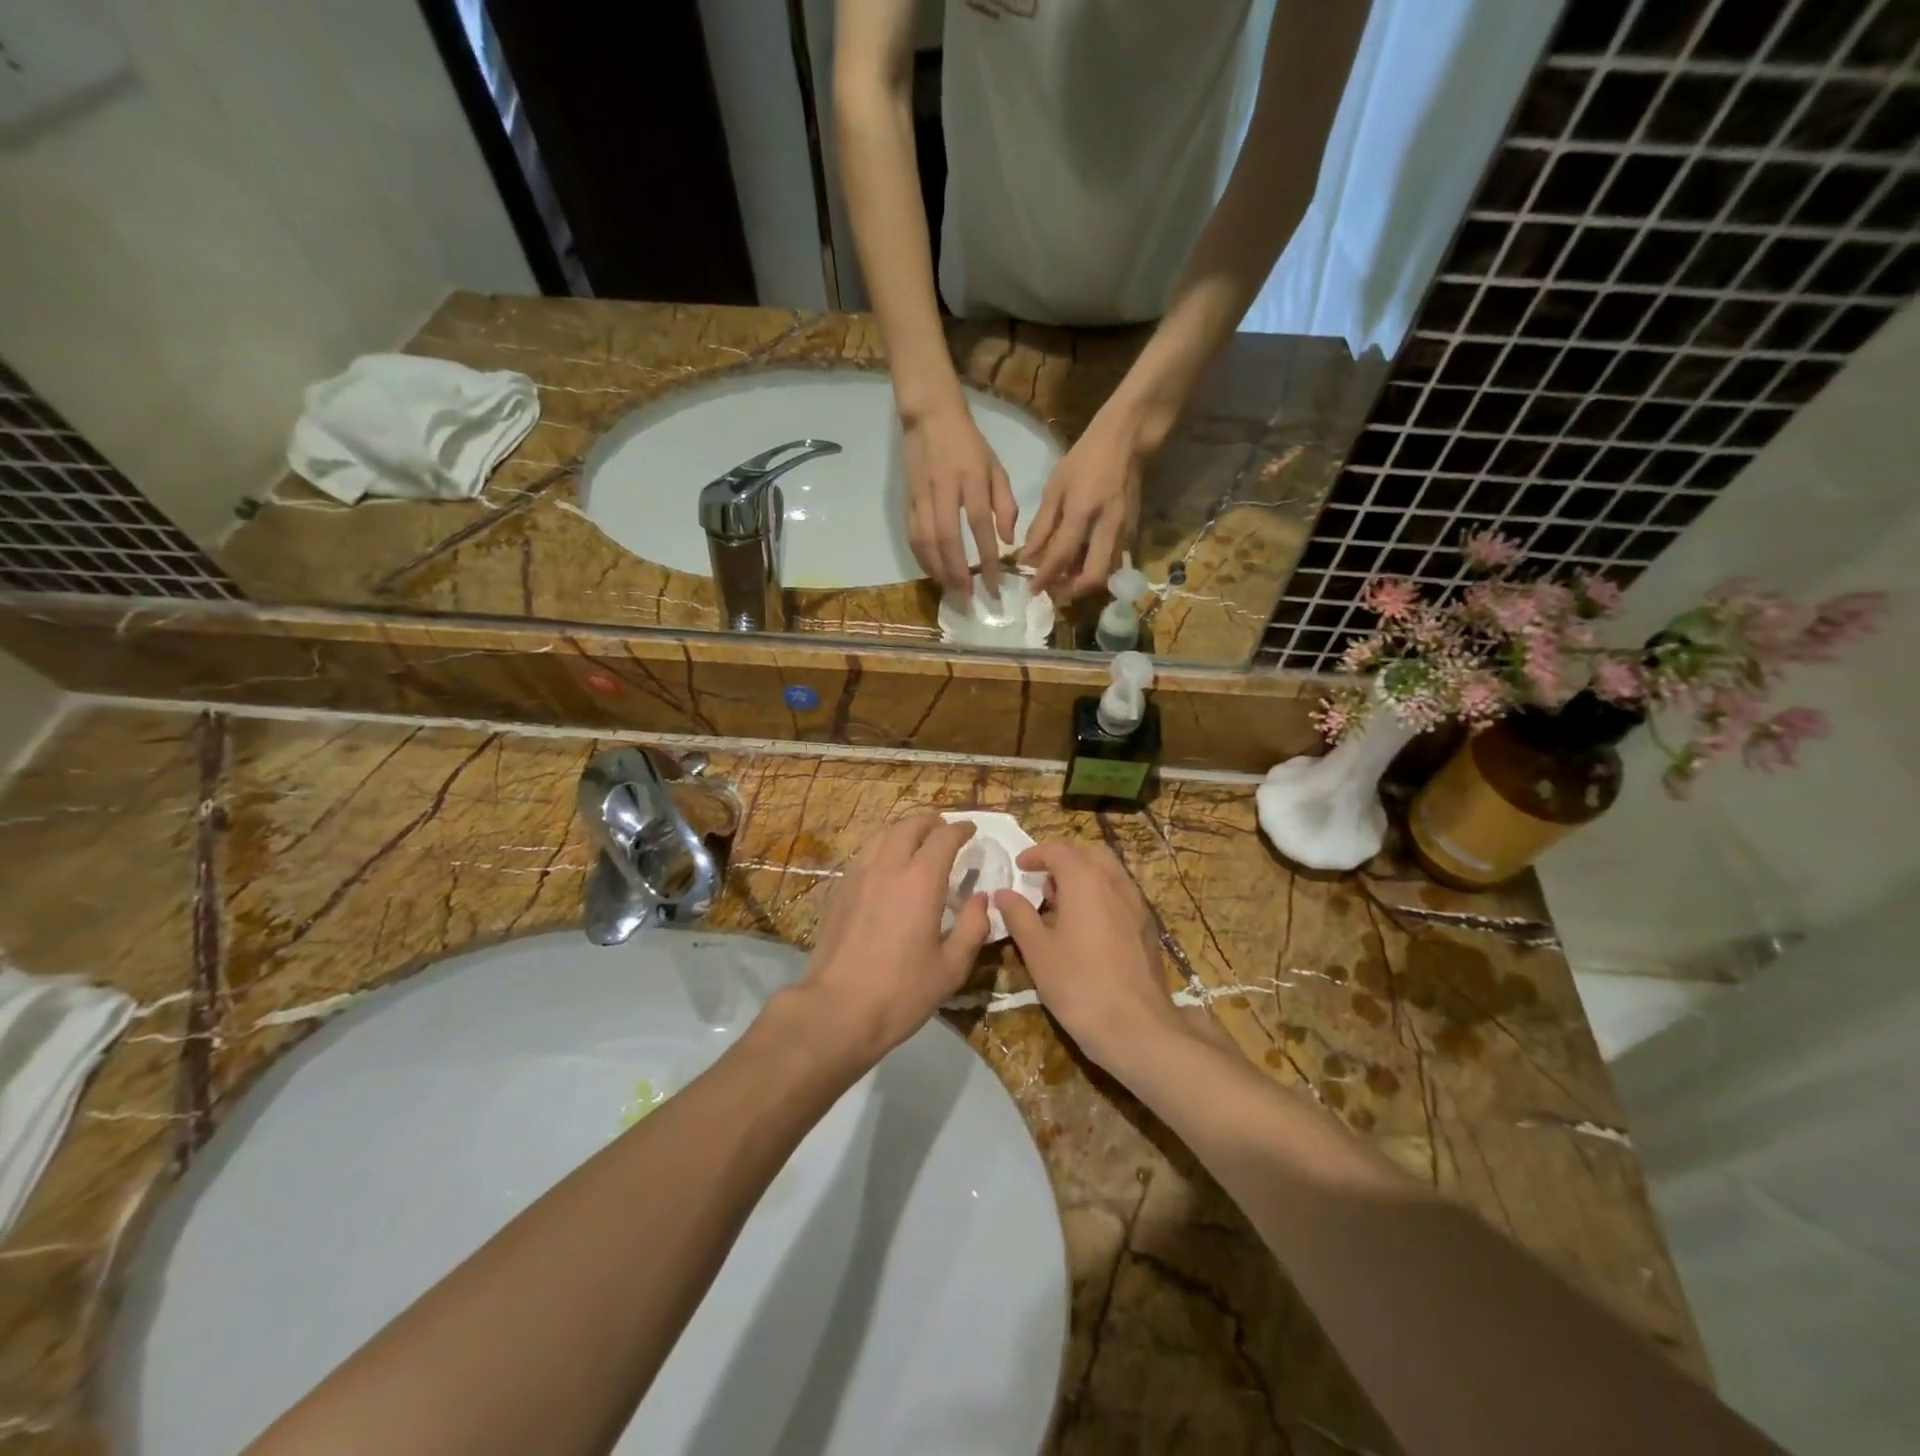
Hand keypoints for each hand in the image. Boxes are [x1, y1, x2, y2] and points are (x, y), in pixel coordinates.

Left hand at [796, 814, 990, 1061]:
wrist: (837, 1010)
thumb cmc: (901, 992)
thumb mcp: (951, 967)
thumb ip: (972, 927)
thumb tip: (980, 899)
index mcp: (921, 880)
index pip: (944, 838)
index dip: (960, 829)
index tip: (971, 831)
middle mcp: (888, 867)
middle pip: (910, 826)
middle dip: (931, 822)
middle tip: (945, 830)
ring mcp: (858, 876)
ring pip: (882, 835)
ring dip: (904, 830)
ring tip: (917, 841)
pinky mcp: (840, 891)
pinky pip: (864, 853)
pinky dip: (882, 847)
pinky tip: (887, 866)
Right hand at [903, 404, 1016, 598]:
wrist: (930, 417)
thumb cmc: (969, 444)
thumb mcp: (996, 467)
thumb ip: (1005, 504)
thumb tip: (1008, 541)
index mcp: (971, 479)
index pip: (980, 525)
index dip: (987, 558)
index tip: (994, 584)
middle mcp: (944, 489)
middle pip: (948, 538)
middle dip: (958, 572)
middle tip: (968, 596)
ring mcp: (922, 495)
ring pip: (926, 540)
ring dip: (938, 569)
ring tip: (951, 590)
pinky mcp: (907, 500)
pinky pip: (912, 535)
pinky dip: (922, 558)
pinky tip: (933, 573)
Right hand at [992, 841, 1186, 1074]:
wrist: (1137, 1027)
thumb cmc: (1078, 984)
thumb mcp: (1037, 951)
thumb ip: (1019, 915)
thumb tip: (1003, 893)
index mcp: (1085, 881)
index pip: (1059, 850)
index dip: (1036, 854)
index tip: (1020, 866)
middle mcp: (1115, 883)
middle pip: (1090, 853)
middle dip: (1065, 860)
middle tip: (1044, 884)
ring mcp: (1137, 904)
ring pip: (1110, 873)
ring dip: (1085, 877)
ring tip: (1063, 906)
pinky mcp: (1148, 926)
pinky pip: (1122, 894)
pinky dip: (1102, 895)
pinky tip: (1089, 928)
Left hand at [1023, 411, 1144, 600]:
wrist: (1126, 441)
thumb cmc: (1085, 459)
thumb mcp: (1055, 487)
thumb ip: (1041, 525)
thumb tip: (1027, 557)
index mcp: (1083, 511)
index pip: (1061, 556)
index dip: (1045, 577)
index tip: (1032, 590)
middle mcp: (1107, 526)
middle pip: (1093, 576)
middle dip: (1071, 591)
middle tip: (1053, 593)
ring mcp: (1124, 531)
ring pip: (1106, 572)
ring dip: (1084, 583)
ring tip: (1063, 581)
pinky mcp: (1132, 531)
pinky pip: (1113, 561)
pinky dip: (1095, 569)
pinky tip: (1080, 565)